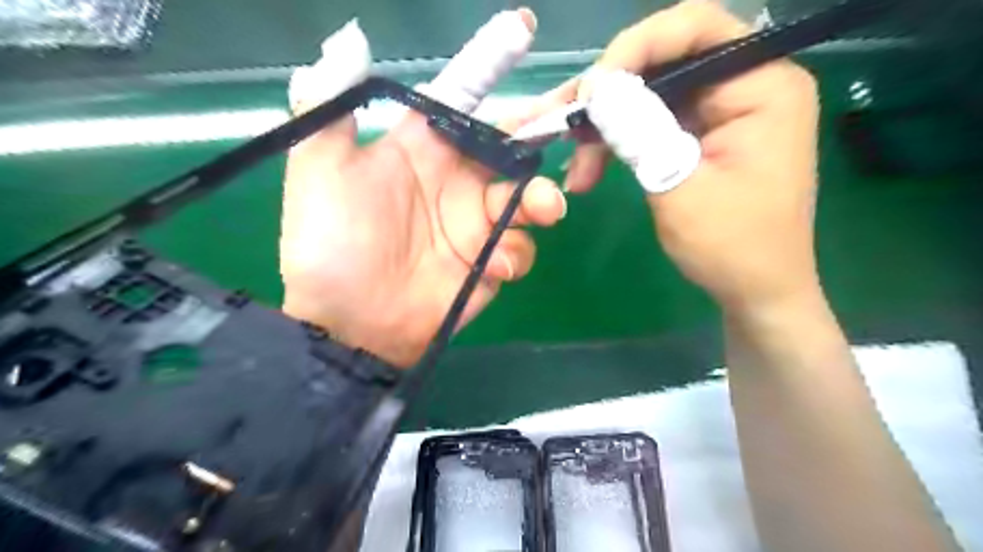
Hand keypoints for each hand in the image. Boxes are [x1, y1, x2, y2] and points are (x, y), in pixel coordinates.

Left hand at [281, 8, 563, 367]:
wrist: (349, 324)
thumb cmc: (332, 245)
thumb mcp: (318, 172)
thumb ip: (329, 107)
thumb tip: (349, 39)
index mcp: (421, 149)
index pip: (463, 96)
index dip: (490, 62)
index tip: (523, 29)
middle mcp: (455, 180)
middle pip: (511, 144)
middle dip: (543, 128)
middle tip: (576, 115)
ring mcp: (476, 224)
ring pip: (527, 197)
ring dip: (542, 199)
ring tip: (545, 208)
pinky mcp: (488, 263)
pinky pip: (518, 248)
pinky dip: (516, 253)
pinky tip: (493, 267)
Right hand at [551, 0, 818, 313]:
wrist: (754, 291)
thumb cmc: (731, 246)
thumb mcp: (678, 185)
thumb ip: (639, 130)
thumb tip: (597, 86)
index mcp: (762, 86)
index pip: (696, 30)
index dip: (635, 47)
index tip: (590, 90)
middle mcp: (746, 85)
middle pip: (666, 61)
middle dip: (610, 94)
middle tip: (566, 125)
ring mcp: (723, 112)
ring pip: (650, 95)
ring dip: (607, 126)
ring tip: (576, 165)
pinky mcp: (702, 136)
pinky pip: (652, 123)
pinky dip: (619, 143)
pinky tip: (590, 170)